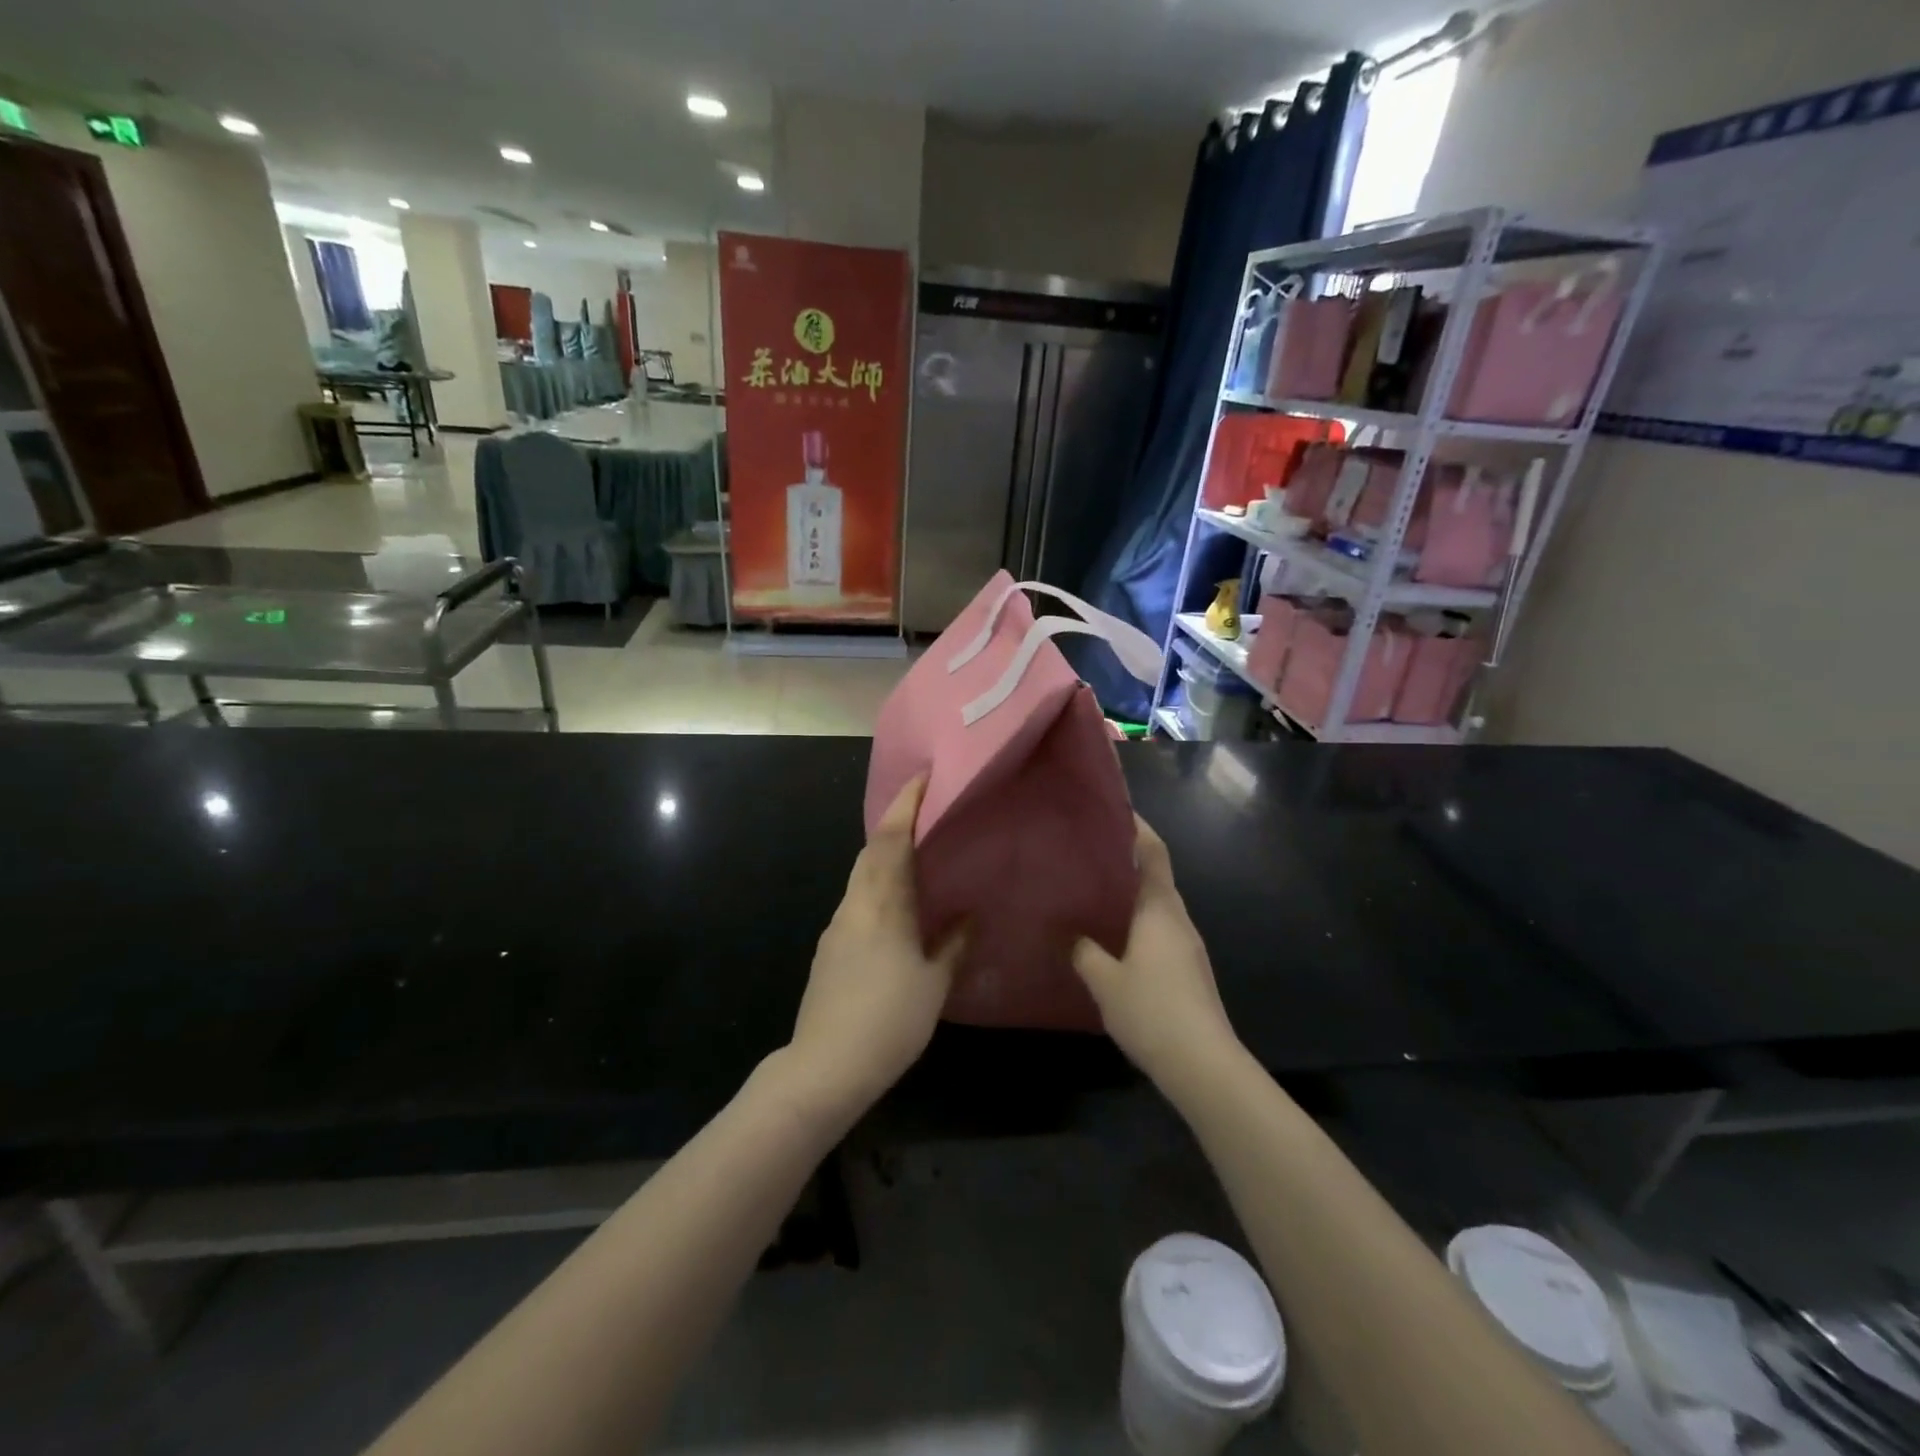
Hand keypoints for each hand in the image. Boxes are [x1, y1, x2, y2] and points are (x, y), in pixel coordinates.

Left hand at [786, 776, 964, 1114]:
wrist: (825, 1066)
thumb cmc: (889, 1021)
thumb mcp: (934, 984)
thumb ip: (952, 943)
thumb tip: (968, 913)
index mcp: (881, 906)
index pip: (890, 840)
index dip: (905, 805)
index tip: (923, 778)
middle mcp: (854, 905)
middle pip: (871, 851)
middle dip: (895, 822)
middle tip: (926, 810)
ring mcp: (837, 926)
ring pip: (862, 874)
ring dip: (885, 853)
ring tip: (917, 851)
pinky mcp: (829, 948)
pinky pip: (857, 899)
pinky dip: (877, 883)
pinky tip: (897, 902)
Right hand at [1071, 815, 1239, 1088]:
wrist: (1203, 1065)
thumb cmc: (1153, 1011)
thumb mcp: (1105, 981)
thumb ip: (1084, 952)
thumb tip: (1070, 934)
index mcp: (1160, 910)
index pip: (1153, 854)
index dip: (1138, 829)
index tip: (1116, 810)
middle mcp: (1178, 920)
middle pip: (1156, 877)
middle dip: (1128, 860)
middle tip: (1089, 851)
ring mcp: (1187, 946)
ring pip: (1157, 906)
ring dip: (1131, 893)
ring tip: (1094, 890)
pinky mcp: (1188, 970)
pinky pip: (1159, 930)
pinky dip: (1137, 921)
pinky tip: (1112, 937)